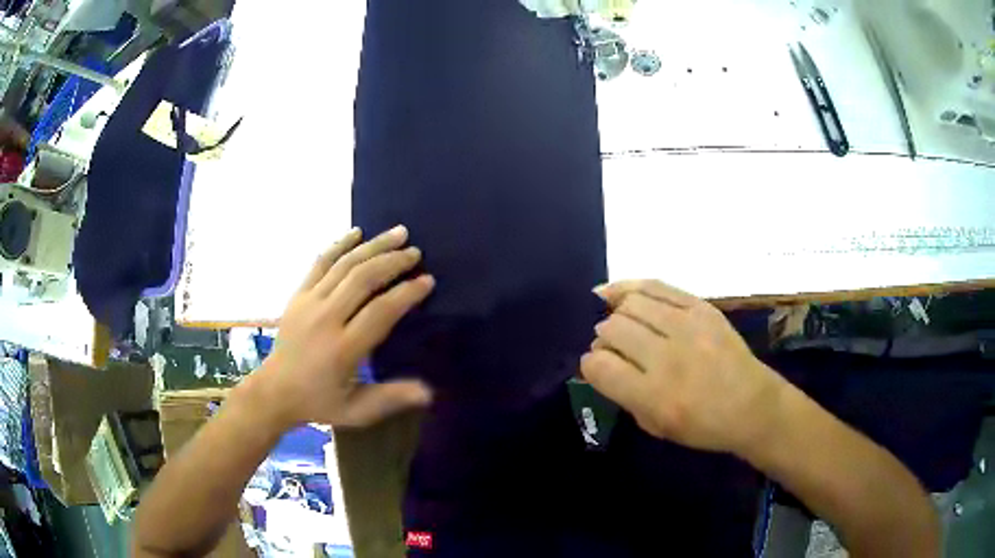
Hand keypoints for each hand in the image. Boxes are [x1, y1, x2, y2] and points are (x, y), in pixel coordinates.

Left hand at [258, 225, 434, 428]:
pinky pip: (320, 262)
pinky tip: (357, 232)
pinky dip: (339, 244)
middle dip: (392, 262)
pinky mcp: (298, 295)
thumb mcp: (356, 410)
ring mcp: (309, 303)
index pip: (380, 312)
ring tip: (398, 233)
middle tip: (416, 253)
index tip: (427, 281)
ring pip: (344, 265)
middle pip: (363, 279)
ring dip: (373, 246)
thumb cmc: (319, 402)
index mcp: (342, 349)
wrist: (274, 390)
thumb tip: (429, 392)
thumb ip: (390, 398)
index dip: (406, 293)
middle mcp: (325, 319)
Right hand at [581, 280, 786, 454]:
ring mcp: (688, 326)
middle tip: (612, 348)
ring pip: (630, 304)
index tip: (597, 368)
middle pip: (612, 330)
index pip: (599, 365)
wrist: (752, 405)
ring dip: (616, 314)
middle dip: (602, 339)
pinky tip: (617, 293)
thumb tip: (601, 363)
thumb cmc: (703, 426)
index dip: (590, 365)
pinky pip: (655, 286)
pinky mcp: (701, 307)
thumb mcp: (655, 426)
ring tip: (619, 322)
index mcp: (655, 396)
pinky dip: (630, 288)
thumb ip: (623, 395)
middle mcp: (668, 357)